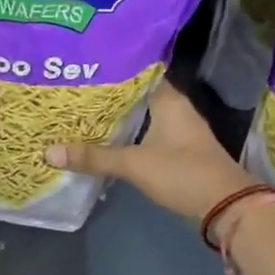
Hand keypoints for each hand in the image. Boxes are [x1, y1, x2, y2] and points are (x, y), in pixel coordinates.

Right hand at [46, 82, 254, 221]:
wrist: (226, 206)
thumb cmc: (182, 173)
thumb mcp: (134, 164)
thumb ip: (93, 157)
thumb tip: (49, 152)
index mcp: (169, 99)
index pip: (137, 72)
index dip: (110, 70)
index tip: (82, 68)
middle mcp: (175, 109)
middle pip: (136, 96)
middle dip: (107, 97)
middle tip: (72, 92)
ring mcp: (178, 131)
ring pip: (141, 117)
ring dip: (117, 119)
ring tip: (81, 114)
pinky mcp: (177, 152)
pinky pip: (146, 135)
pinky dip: (127, 136)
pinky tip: (104, 141)